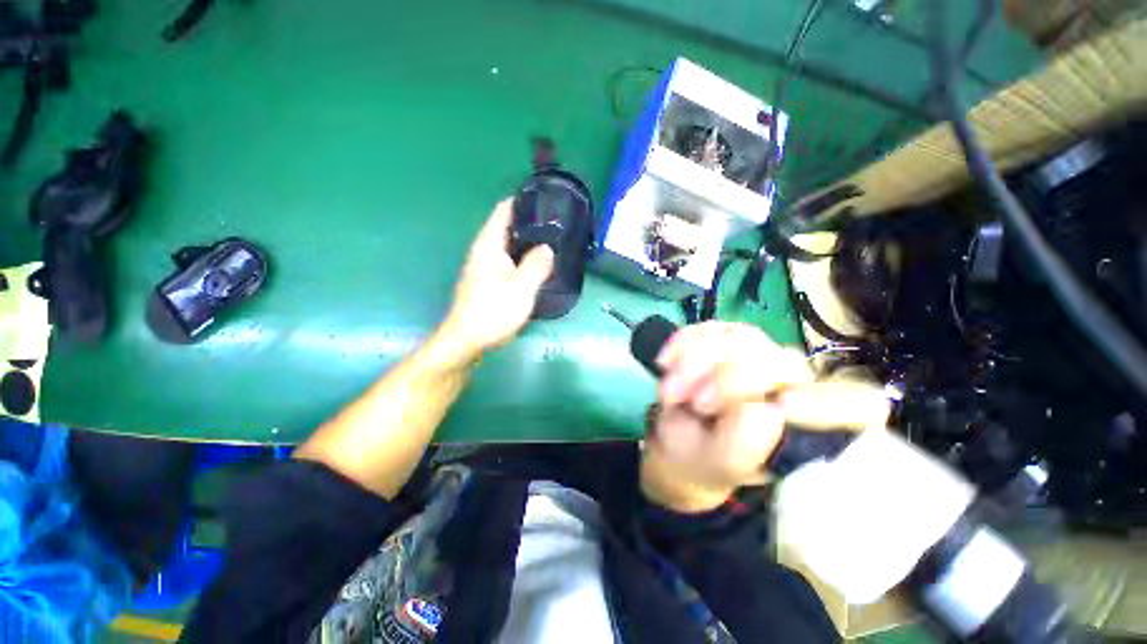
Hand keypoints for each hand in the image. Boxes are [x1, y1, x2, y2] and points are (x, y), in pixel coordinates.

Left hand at [440, 199, 553, 356]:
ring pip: (509, 246)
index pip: (503, 210)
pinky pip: (509, 262)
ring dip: (528, 242)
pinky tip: (538, 267)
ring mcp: (484, 267)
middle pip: (507, 227)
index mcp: (488, 245)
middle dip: (530, 223)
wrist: (467, 340)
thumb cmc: (493, 311)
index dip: (522, 201)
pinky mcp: (488, 282)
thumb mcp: (521, 287)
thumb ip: (537, 264)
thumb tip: (547, 248)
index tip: (545, 200)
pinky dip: (523, 259)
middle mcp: (484, 251)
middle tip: (557, 225)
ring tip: (552, 243)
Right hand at [640, 322, 890, 512]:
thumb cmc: (703, 458)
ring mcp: (757, 354)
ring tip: (671, 391)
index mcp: (808, 426)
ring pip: (740, 338)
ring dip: (695, 362)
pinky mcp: (725, 336)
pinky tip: (665, 363)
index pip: (857, 404)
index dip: (825, 401)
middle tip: (691, 404)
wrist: (676, 435)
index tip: (778, 408)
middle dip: (726, 380)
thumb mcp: (719, 466)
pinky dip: (681, 344)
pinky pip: (707, 327)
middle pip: (780, 361)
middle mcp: (792, 384)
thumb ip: (744, 449)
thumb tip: (764, 410)